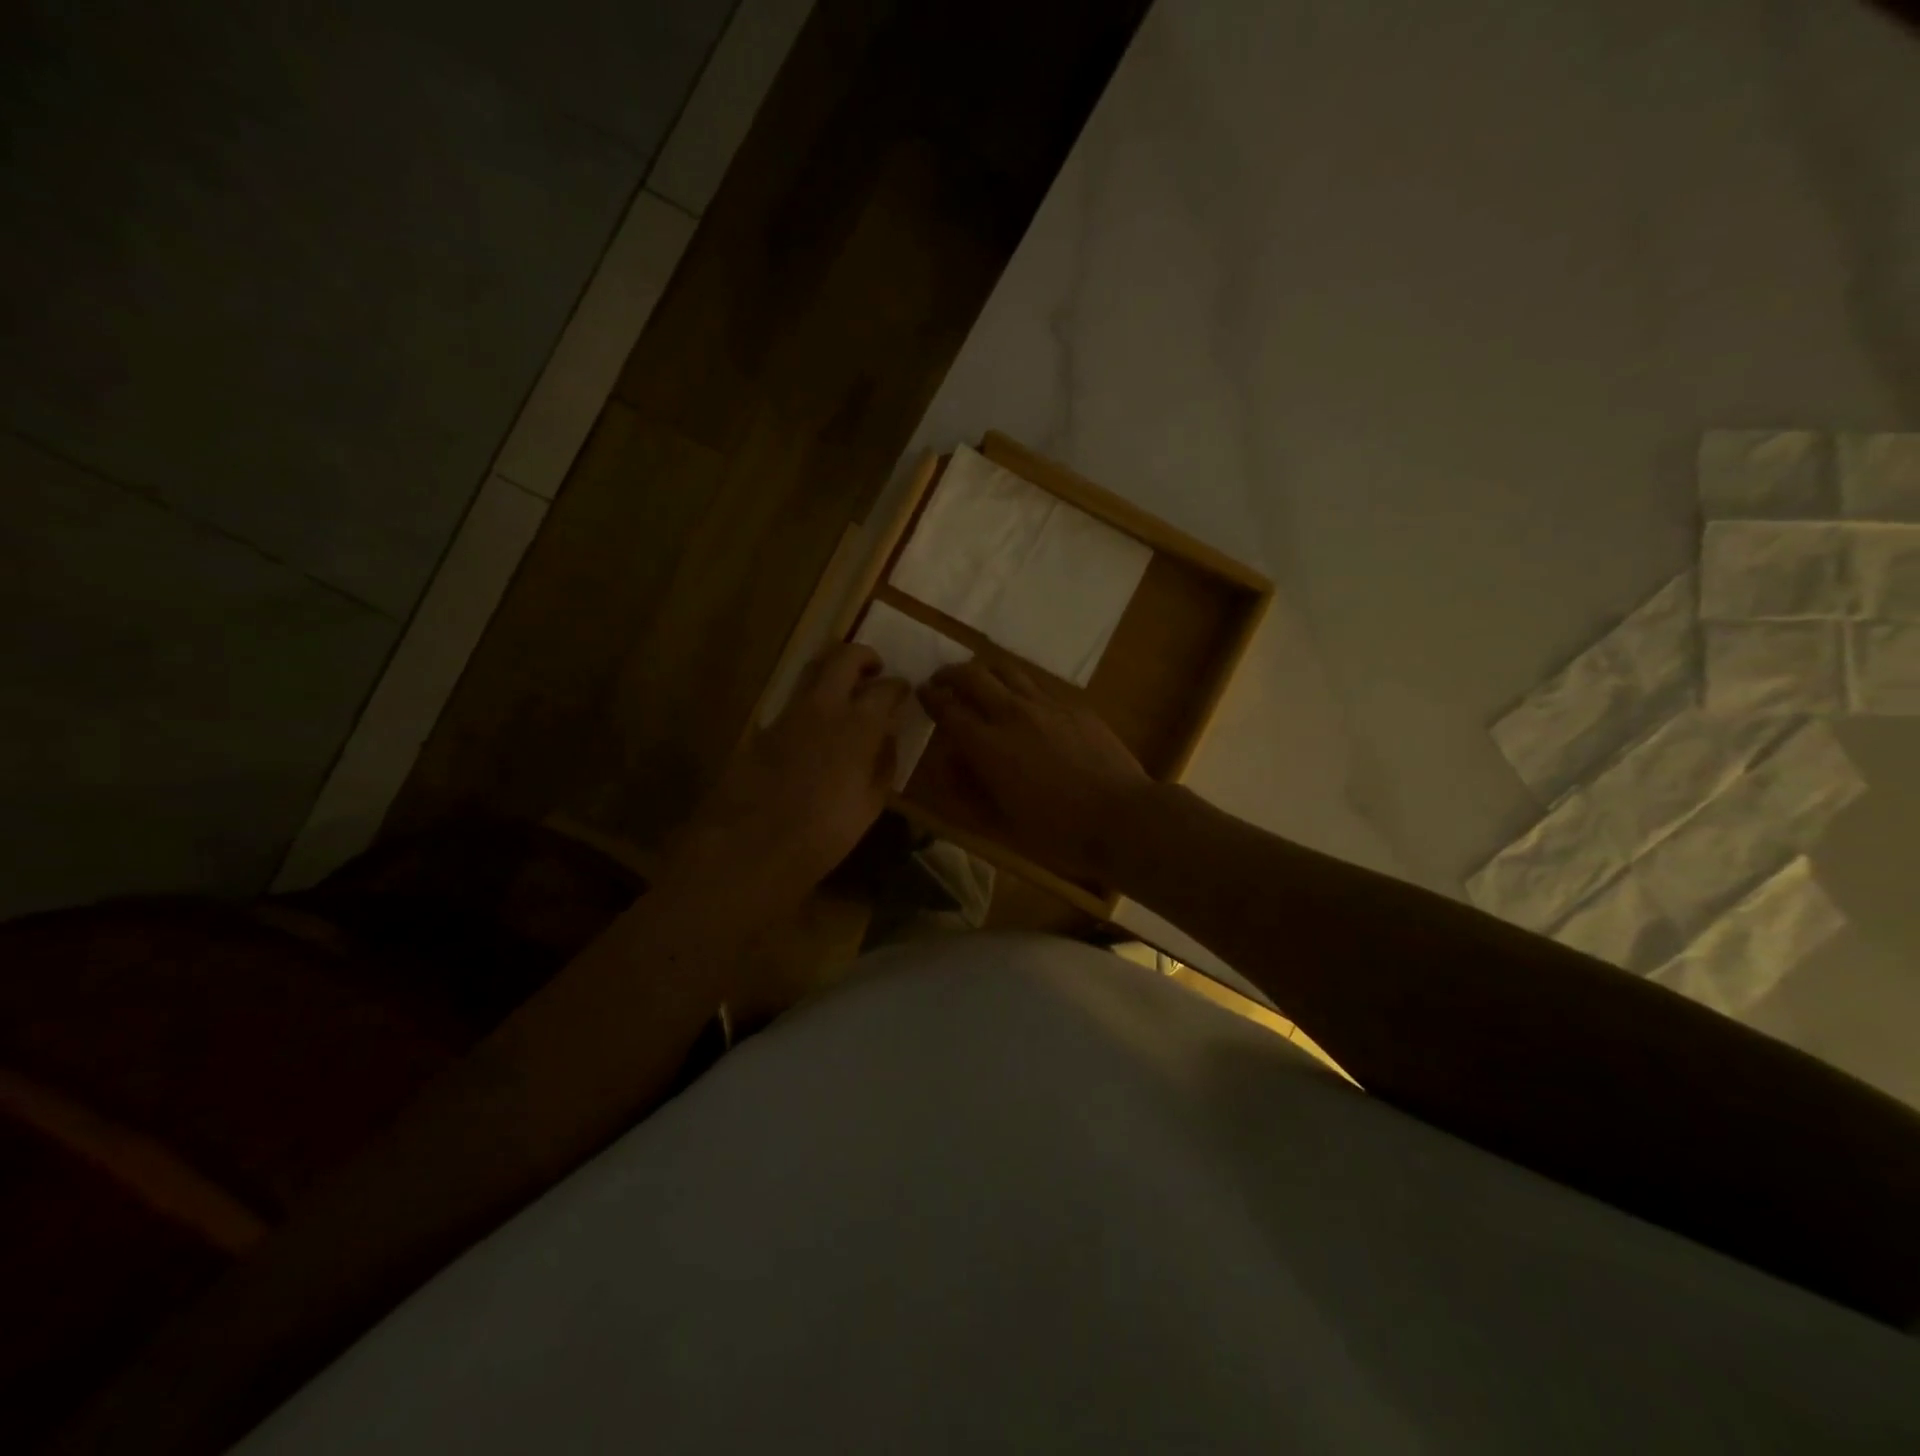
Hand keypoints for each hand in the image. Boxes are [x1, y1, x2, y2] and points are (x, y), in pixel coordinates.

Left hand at [668, 643, 909, 905]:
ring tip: (846, 690)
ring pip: (813, 670)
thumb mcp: (870, 805)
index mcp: (858, 726)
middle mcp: (823, 707)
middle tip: (875, 669)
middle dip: (864, 656)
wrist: (750, 847)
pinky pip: (793, 700)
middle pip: (844, 656)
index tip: (904, 691)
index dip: (899, 686)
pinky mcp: (763, 727)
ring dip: (834, 670)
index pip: (886, 687)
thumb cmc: (822, 834)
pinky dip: (811, 701)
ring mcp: (788, 714)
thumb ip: (883, 763)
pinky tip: (817, 726)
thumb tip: (888, 737)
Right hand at [919, 659, 1153, 885]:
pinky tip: (1023, 702)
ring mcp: (1047, 705)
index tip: (922, 692)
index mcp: (988, 745)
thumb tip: (951, 761)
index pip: (948, 708)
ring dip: (985, 671)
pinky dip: (1019, 686)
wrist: (1121, 817)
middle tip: (943, 680)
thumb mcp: (1000, 822)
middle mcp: (1013, 714)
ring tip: (979, 680)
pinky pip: (1037, 686)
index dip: (930, 697)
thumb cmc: (1056, 831)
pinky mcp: (1074, 706)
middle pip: (973, 675)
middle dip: (951, 673)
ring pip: (1007, 670)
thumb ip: (969, 788)